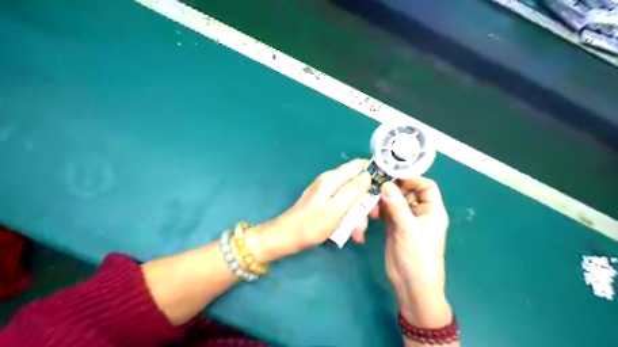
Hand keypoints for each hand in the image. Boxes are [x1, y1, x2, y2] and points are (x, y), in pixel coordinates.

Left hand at [246, 160, 370, 263]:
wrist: (287, 237)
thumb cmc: (312, 225)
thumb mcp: (336, 208)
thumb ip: (353, 190)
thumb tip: (369, 175)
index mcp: (332, 179)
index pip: (359, 165)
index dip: (374, 172)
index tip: (385, 188)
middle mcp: (330, 181)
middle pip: (357, 182)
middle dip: (367, 199)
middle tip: (372, 216)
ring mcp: (327, 191)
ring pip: (351, 196)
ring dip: (358, 213)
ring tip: (358, 232)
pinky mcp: (325, 201)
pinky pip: (343, 205)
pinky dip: (349, 216)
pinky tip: (350, 232)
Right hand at [356, 178, 452, 323]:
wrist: (411, 285)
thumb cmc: (418, 256)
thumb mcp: (409, 229)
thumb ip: (396, 206)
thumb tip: (385, 184)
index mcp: (432, 210)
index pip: (426, 186)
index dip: (413, 179)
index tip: (394, 176)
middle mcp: (419, 212)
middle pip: (408, 192)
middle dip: (394, 188)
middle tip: (378, 185)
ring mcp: (405, 220)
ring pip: (395, 201)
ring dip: (384, 199)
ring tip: (372, 200)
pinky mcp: (393, 227)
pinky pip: (386, 212)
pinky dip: (379, 209)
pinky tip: (371, 209)